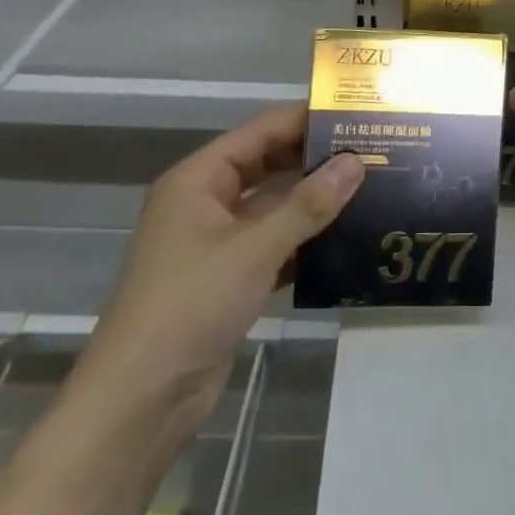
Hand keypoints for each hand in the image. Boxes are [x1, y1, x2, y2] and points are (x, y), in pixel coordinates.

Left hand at [76, 105, 364, 425]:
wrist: (141, 400)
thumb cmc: (190, 306)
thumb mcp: (254, 249)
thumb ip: (308, 205)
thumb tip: (357, 162)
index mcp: (199, 179)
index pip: (261, 131)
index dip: (306, 119)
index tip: (356, 114)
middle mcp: (206, 201)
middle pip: (268, 165)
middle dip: (316, 159)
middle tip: (373, 151)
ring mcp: (218, 242)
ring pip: (274, 207)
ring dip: (315, 201)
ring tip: (371, 188)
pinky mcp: (230, 278)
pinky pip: (275, 244)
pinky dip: (306, 240)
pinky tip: (348, 239)